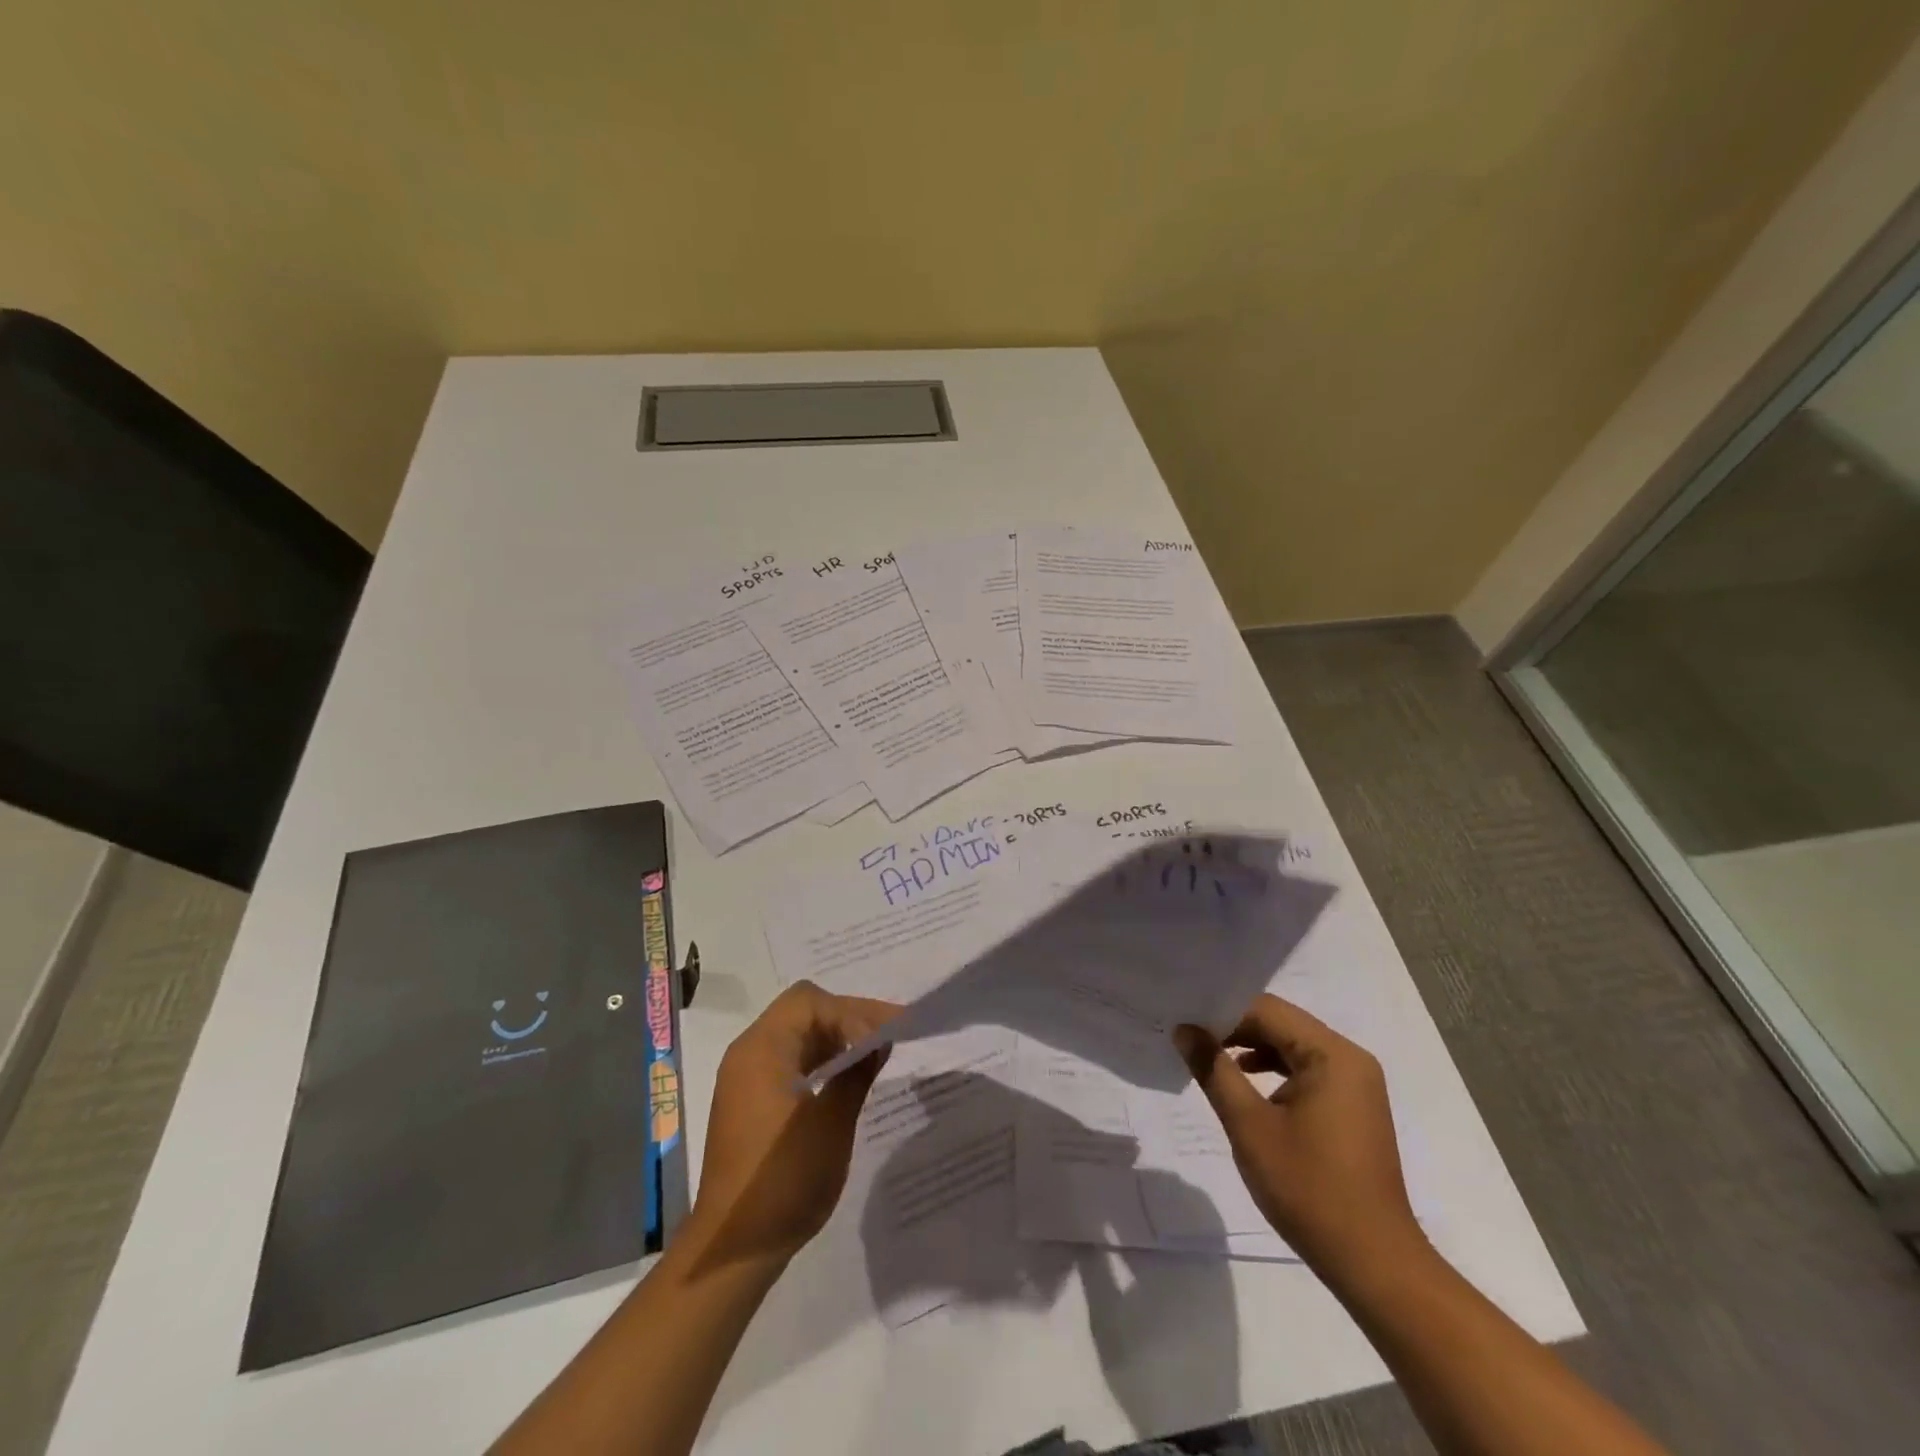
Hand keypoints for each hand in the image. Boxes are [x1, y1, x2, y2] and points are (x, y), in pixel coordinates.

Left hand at [684, 981, 897, 1273]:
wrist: (735, 1248)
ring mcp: (748, 1078)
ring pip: (799, 1035)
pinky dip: (821, 1060)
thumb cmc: (785, 1179)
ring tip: (877, 1052)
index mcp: (761, 1049)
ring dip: (837, 1038)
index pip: (809, 1001)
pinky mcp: (752, 1101)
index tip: (881, 1040)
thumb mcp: (832, 1123)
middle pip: (804, 1012)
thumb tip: (878, 1041)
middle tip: (893, 1032)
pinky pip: (790, 1061)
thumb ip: (857, 1072)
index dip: (849, 1012)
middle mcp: (749, 1053)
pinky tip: (848, 1077)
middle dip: (849, 1018)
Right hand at [1173, 993, 1422, 1282]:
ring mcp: (1355, 1084)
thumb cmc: (1309, 1188)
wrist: (1373, 1264)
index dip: (1222, 1013)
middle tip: (1190, 1038)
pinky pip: (1306, 1072)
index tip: (1185, 1024)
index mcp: (1332, 1054)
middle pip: (1281, 1025)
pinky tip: (1244, 1086)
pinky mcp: (1353, 1108)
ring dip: (1251, 1050)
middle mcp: (1349, 1059)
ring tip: (1208, 1059)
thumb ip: (1214, 1070)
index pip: (1267, 1011)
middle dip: (1235, 1030)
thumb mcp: (1249, 1125)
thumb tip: (1184, 1030)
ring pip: (1292, 1048)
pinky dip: (1273, 1072)